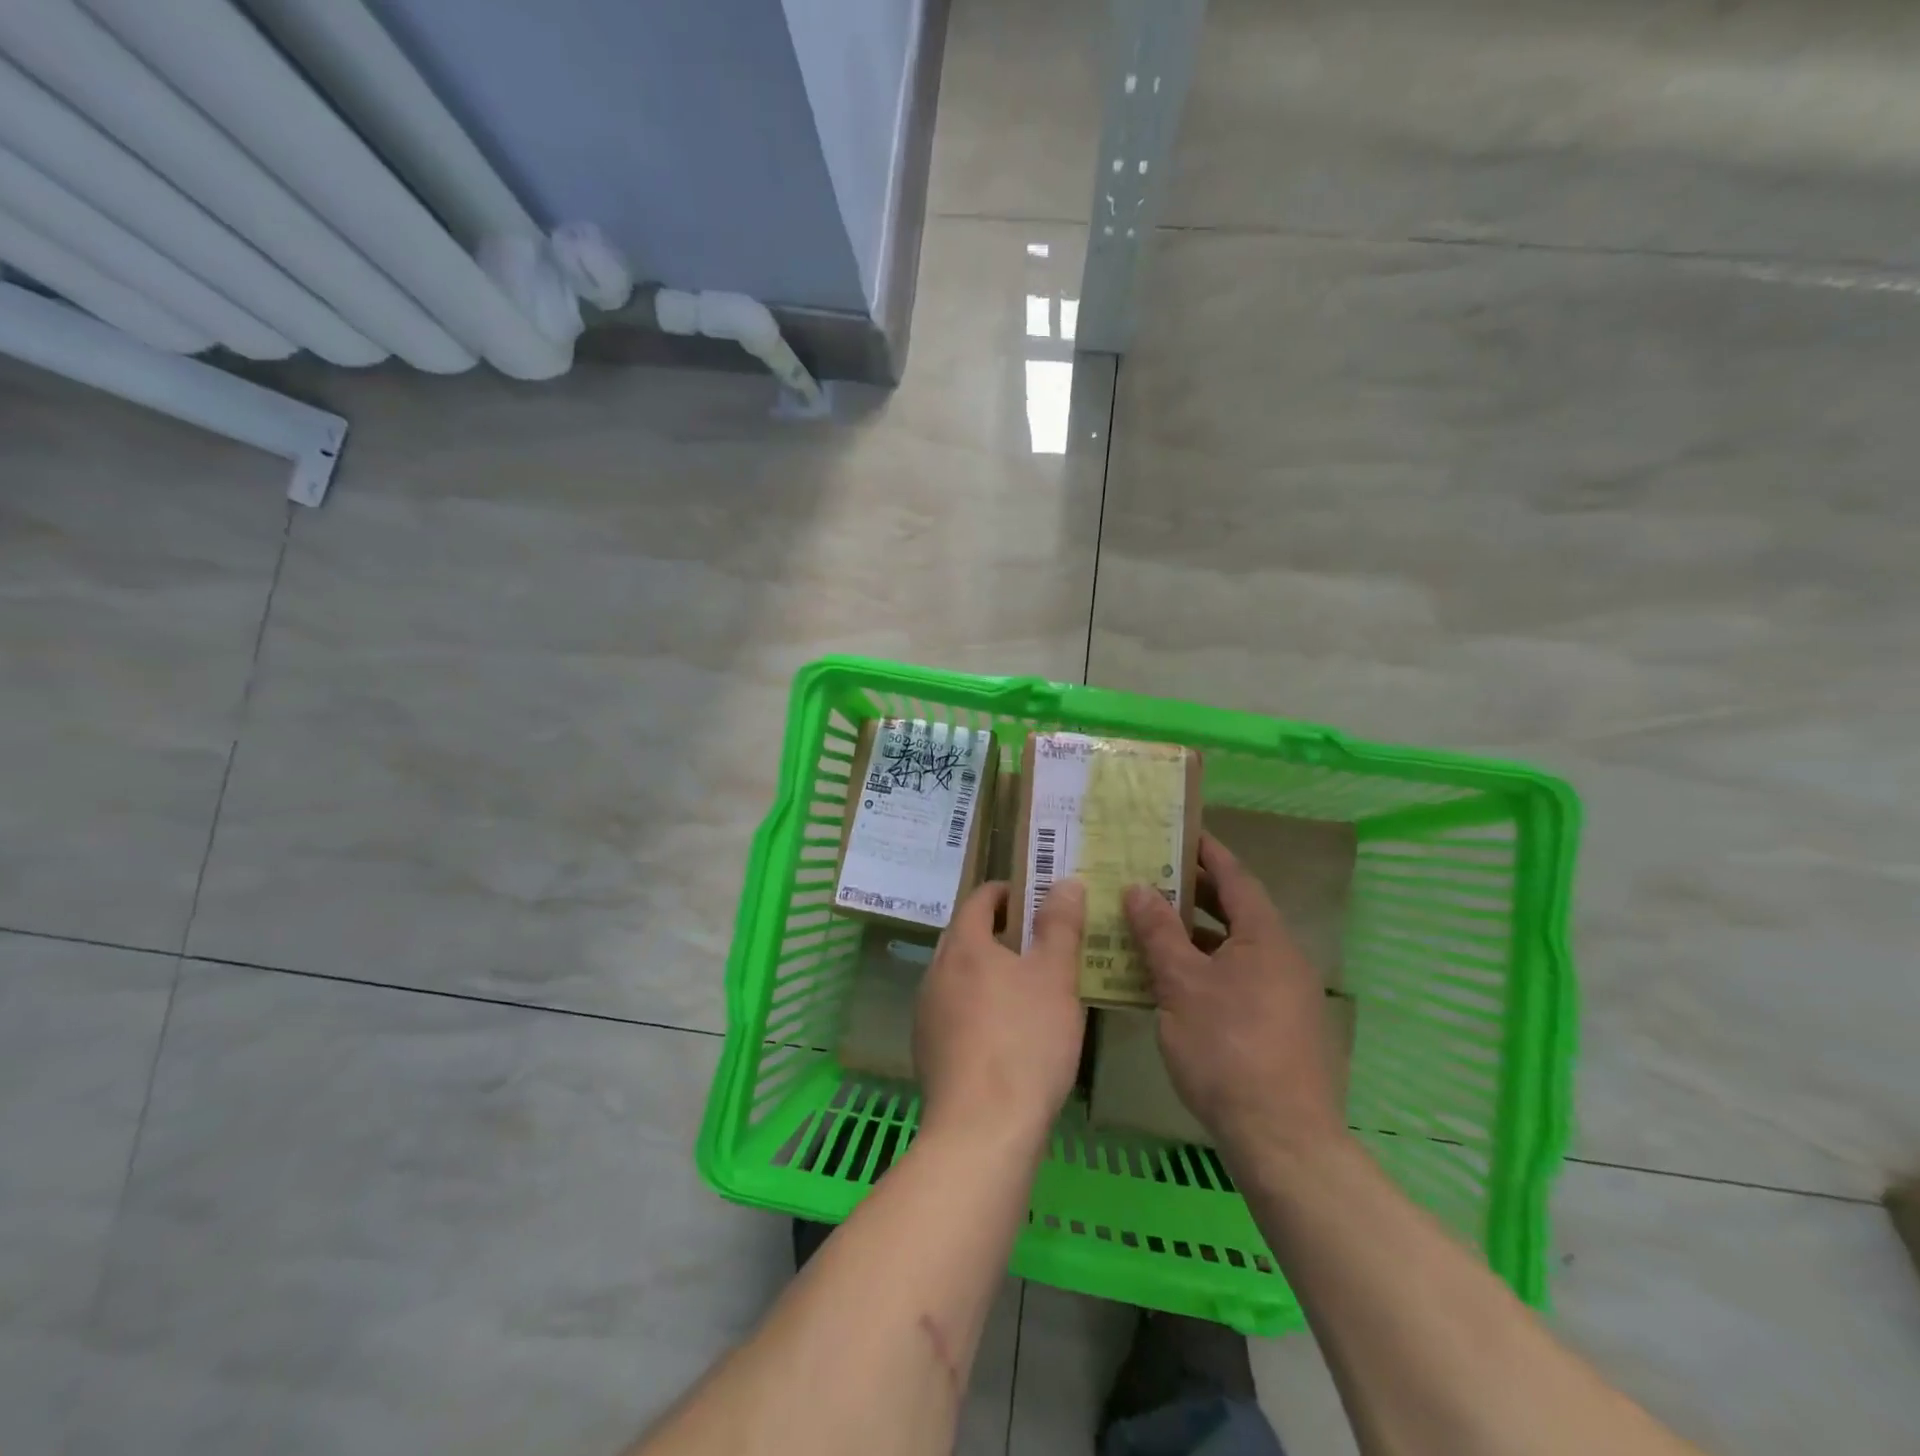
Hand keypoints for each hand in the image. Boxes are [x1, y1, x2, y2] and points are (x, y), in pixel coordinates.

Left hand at [915, 879, 1086, 1148]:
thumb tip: (1064, 882)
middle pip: (964, 936)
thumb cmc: (1025, 1041)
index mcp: (964, 946)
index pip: (978, 899)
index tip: (1033, 897)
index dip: (1005, 892)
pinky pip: (953, 1011)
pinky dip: (976, 1006)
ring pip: (957, 976)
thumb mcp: (1056, 977)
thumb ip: (1060, 925)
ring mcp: (926, 1013)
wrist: (982, 1129)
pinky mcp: (927, 1051)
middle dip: (997, 932)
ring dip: (986, 971)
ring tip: (1025, 987)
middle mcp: (936, 972)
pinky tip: (1003, 1033)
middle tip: (1036, 942)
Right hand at [1124, 834, 1344, 1165]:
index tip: (1178, 831)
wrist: (1282, 1139)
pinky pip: (1236, 979)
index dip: (1207, 852)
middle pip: (1234, 912)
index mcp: (1265, 938)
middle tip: (1150, 875)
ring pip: (1232, 949)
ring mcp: (1283, 995)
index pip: (1235, 877)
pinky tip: (1169, 982)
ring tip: (1149, 925)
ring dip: (1193, 935)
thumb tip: (1139, 887)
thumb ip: (1158, 932)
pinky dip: (1204, 969)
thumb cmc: (1227, 1048)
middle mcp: (1282, 958)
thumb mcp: (1181, 984)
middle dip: (1193, 892)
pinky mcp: (1278, 1027)